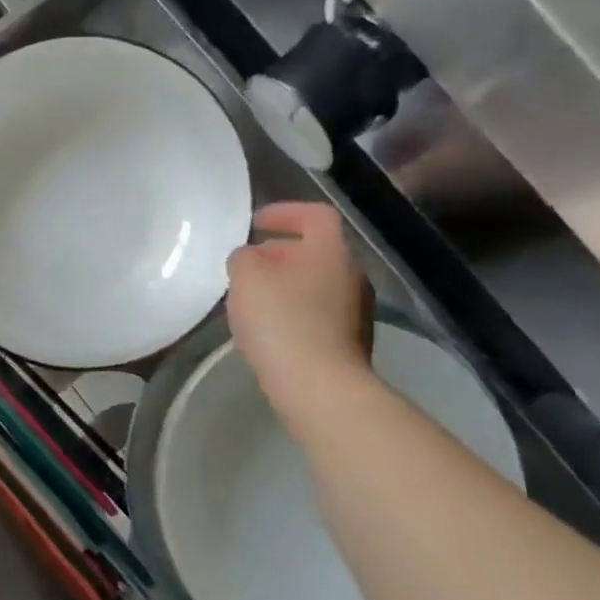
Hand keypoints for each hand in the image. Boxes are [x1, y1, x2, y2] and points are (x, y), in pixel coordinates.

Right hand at [227, 201, 373, 420]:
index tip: (255, 223)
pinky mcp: (350, 342)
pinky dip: (294, 311)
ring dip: (286, 284)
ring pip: (316, 283)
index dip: (284, 212)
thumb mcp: (246, 277)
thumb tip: (250, 258)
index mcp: (331, 249)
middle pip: (316, 251)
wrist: (320, 387)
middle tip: (248, 263)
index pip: (314, 214)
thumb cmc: (281, 321)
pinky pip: (318, 313)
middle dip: (280, 253)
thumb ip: (243, 257)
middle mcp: (351, 274)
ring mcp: (356, 310)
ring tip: (254, 298)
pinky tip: (270, 329)